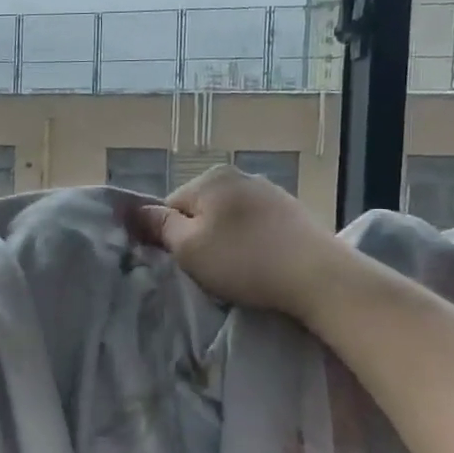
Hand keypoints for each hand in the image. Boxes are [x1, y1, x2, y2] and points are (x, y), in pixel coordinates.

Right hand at [130, 165, 336, 315]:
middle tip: (208, 270)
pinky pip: (255, 226)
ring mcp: (269, 191)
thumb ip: (159, 225)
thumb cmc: (243, 261)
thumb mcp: (188, 248)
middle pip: (200, 210)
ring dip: (225, 241)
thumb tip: (135, 210)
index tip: (181, 263)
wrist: (318, 276)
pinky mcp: (293, 212)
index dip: (168, 237)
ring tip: (236, 270)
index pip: (169, 206)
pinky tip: (259, 263)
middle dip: (198, 237)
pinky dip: (251, 243)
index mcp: (210, 178)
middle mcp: (239, 175)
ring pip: (228, 219)